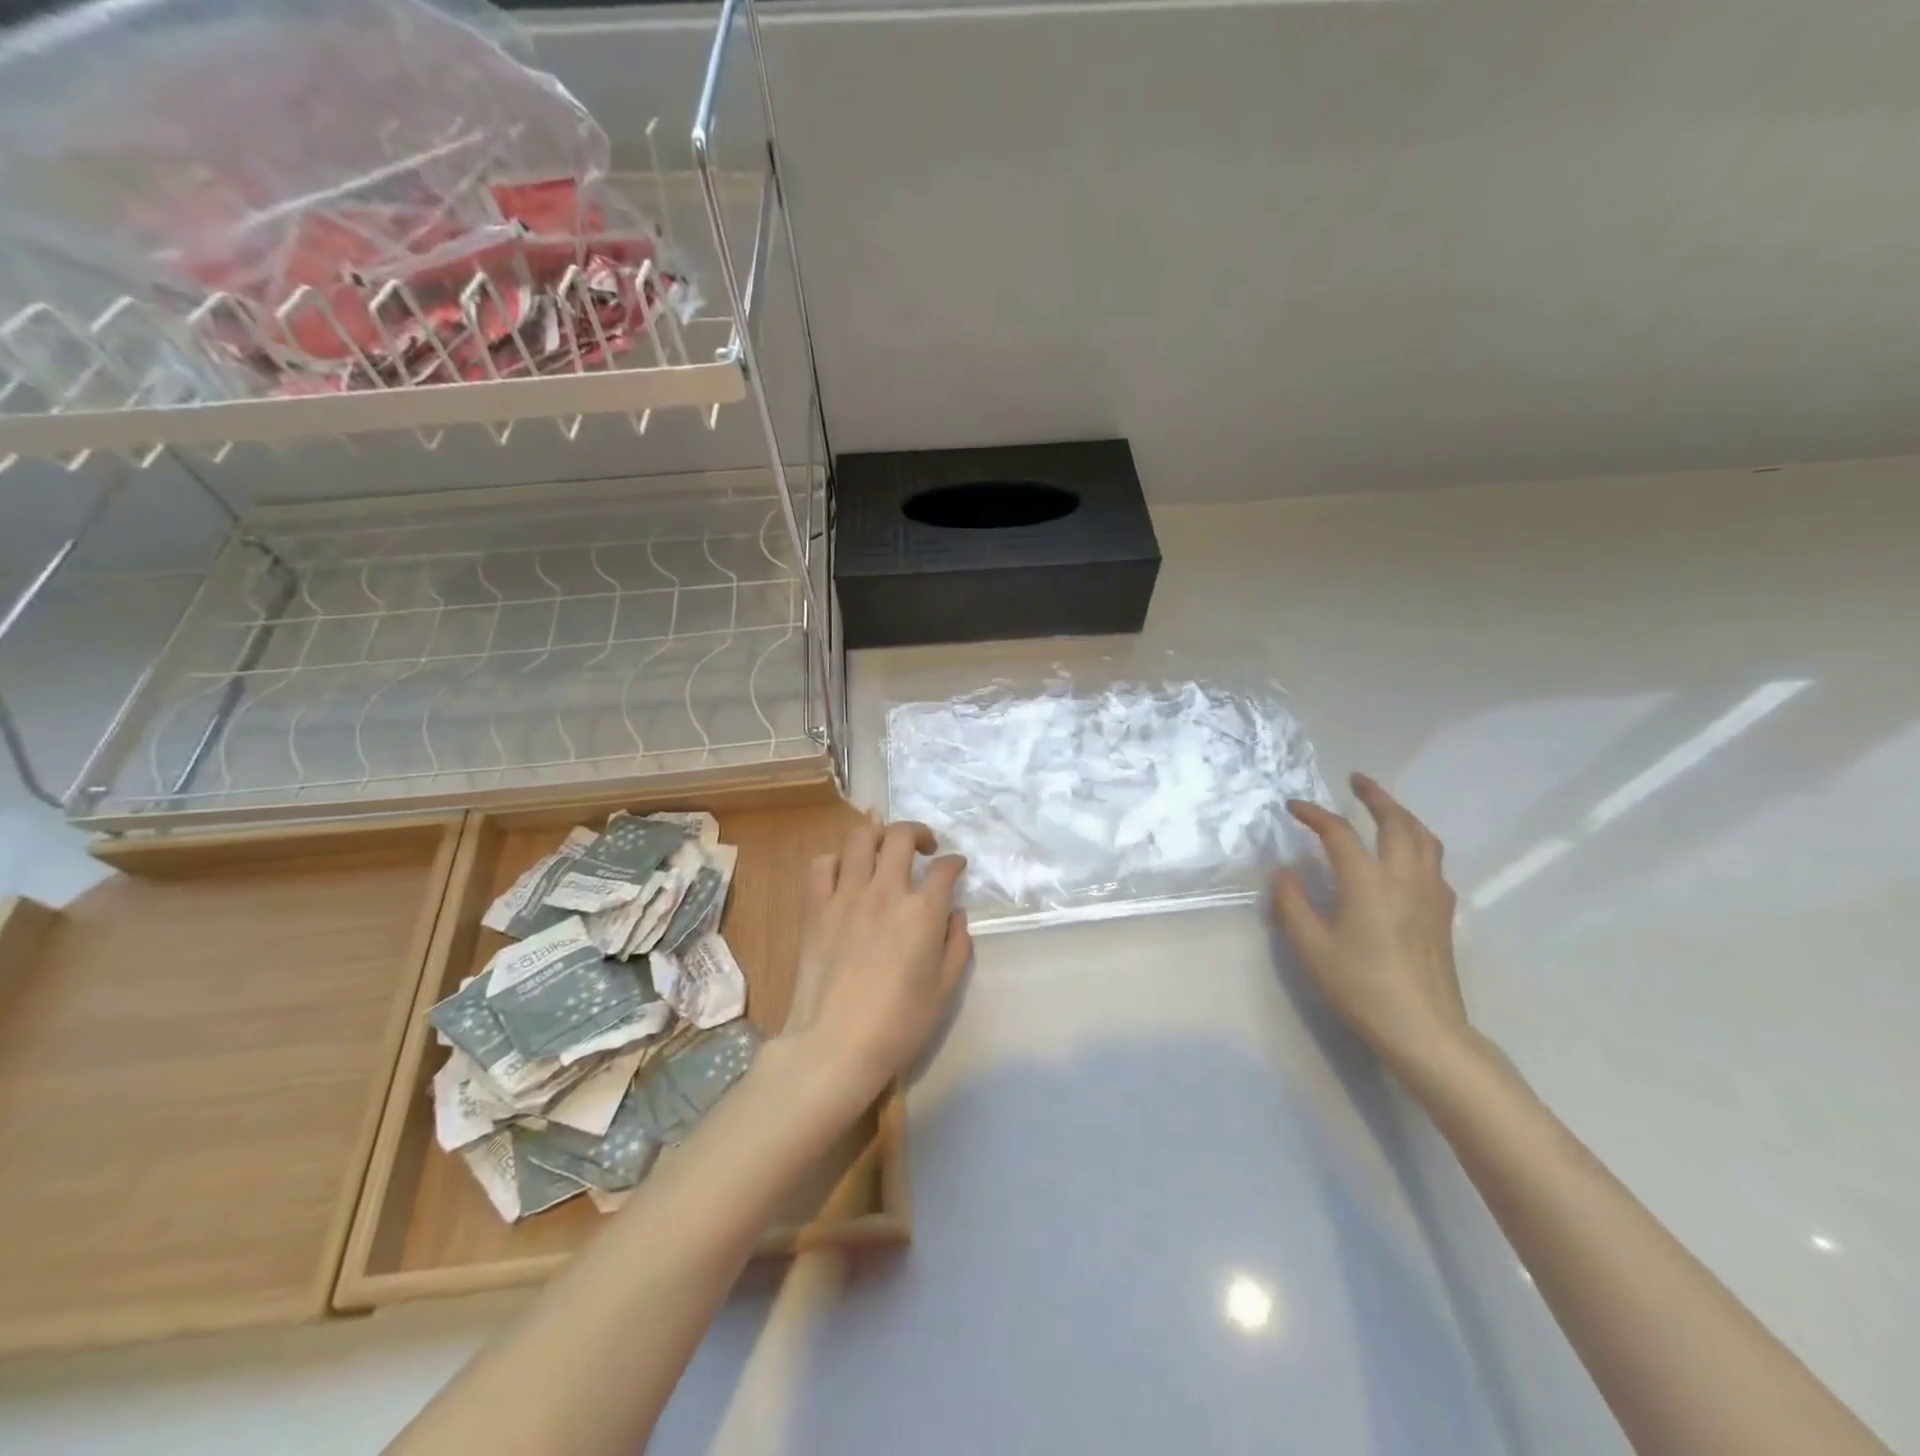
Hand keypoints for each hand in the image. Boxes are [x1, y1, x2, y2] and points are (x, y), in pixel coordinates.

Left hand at [777, 819, 970, 1111]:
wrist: (835, 1045)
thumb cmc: (898, 1024)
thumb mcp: (945, 989)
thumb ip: (957, 944)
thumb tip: (955, 913)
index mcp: (922, 911)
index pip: (944, 869)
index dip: (955, 863)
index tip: (956, 868)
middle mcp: (885, 891)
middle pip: (901, 836)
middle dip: (919, 833)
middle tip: (925, 848)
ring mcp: (846, 896)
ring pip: (860, 838)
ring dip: (878, 835)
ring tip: (884, 850)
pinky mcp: (816, 908)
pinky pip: (823, 865)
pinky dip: (837, 860)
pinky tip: (846, 873)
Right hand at [1272, 774, 1470, 1070]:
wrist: (1425, 1030)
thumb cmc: (1361, 988)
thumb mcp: (1312, 948)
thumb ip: (1293, 904)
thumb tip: (1285, 872)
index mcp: (1368, 882)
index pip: (1339, 833)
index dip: (1314, 814)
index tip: (1293, 808)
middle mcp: (1405, 878)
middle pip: (1397, 822)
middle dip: (1376, 797)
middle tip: (1356, 781)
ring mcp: (1431, 895)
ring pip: (1424, 839)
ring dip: (1402, 815)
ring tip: (1384, 809)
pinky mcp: (1443, 914)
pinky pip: (1434, 863)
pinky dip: (1417, 844)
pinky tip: (1405, 857)